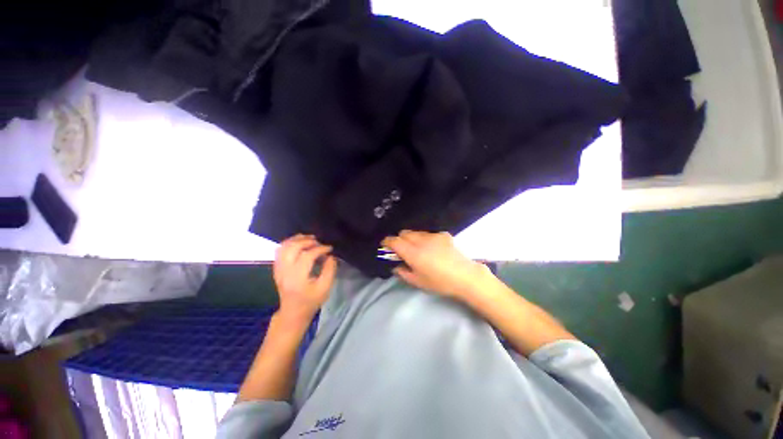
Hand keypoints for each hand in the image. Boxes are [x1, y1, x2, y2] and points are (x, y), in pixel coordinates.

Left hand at [273, 234, 336, 321]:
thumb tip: (331, 256)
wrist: (293, 312)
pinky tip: (299, 243)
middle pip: (293, 248)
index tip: (329, 248)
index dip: (319, 249)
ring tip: (309, 238)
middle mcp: (285, 271)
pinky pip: (279, 251)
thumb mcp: (325, 288)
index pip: (307, 256)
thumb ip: (330, 270)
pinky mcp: (277, 268)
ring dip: (296, 240)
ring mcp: (278, 269)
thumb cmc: (311, 301)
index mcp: (297, 278)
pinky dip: (289, 243)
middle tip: (319, 242)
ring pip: (283, 247)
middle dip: (307, 241)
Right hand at [382, 230, 493, 300]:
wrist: (465, 276)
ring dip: (412, 239)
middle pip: (404, 233)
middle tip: (402, 250)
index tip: (385, 245)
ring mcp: (433, 235)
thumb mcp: (418, 282)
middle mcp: (421, 240)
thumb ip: (403, 272)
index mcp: (413, 253)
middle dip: (400, 239)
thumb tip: (396, 266)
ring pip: (416, 232)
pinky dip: (425, 239)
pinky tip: (433, 249)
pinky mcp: (443, 234)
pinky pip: (428, 234)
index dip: (387, 242)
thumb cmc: (440, 282)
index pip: (394, 241)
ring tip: (418, 249)